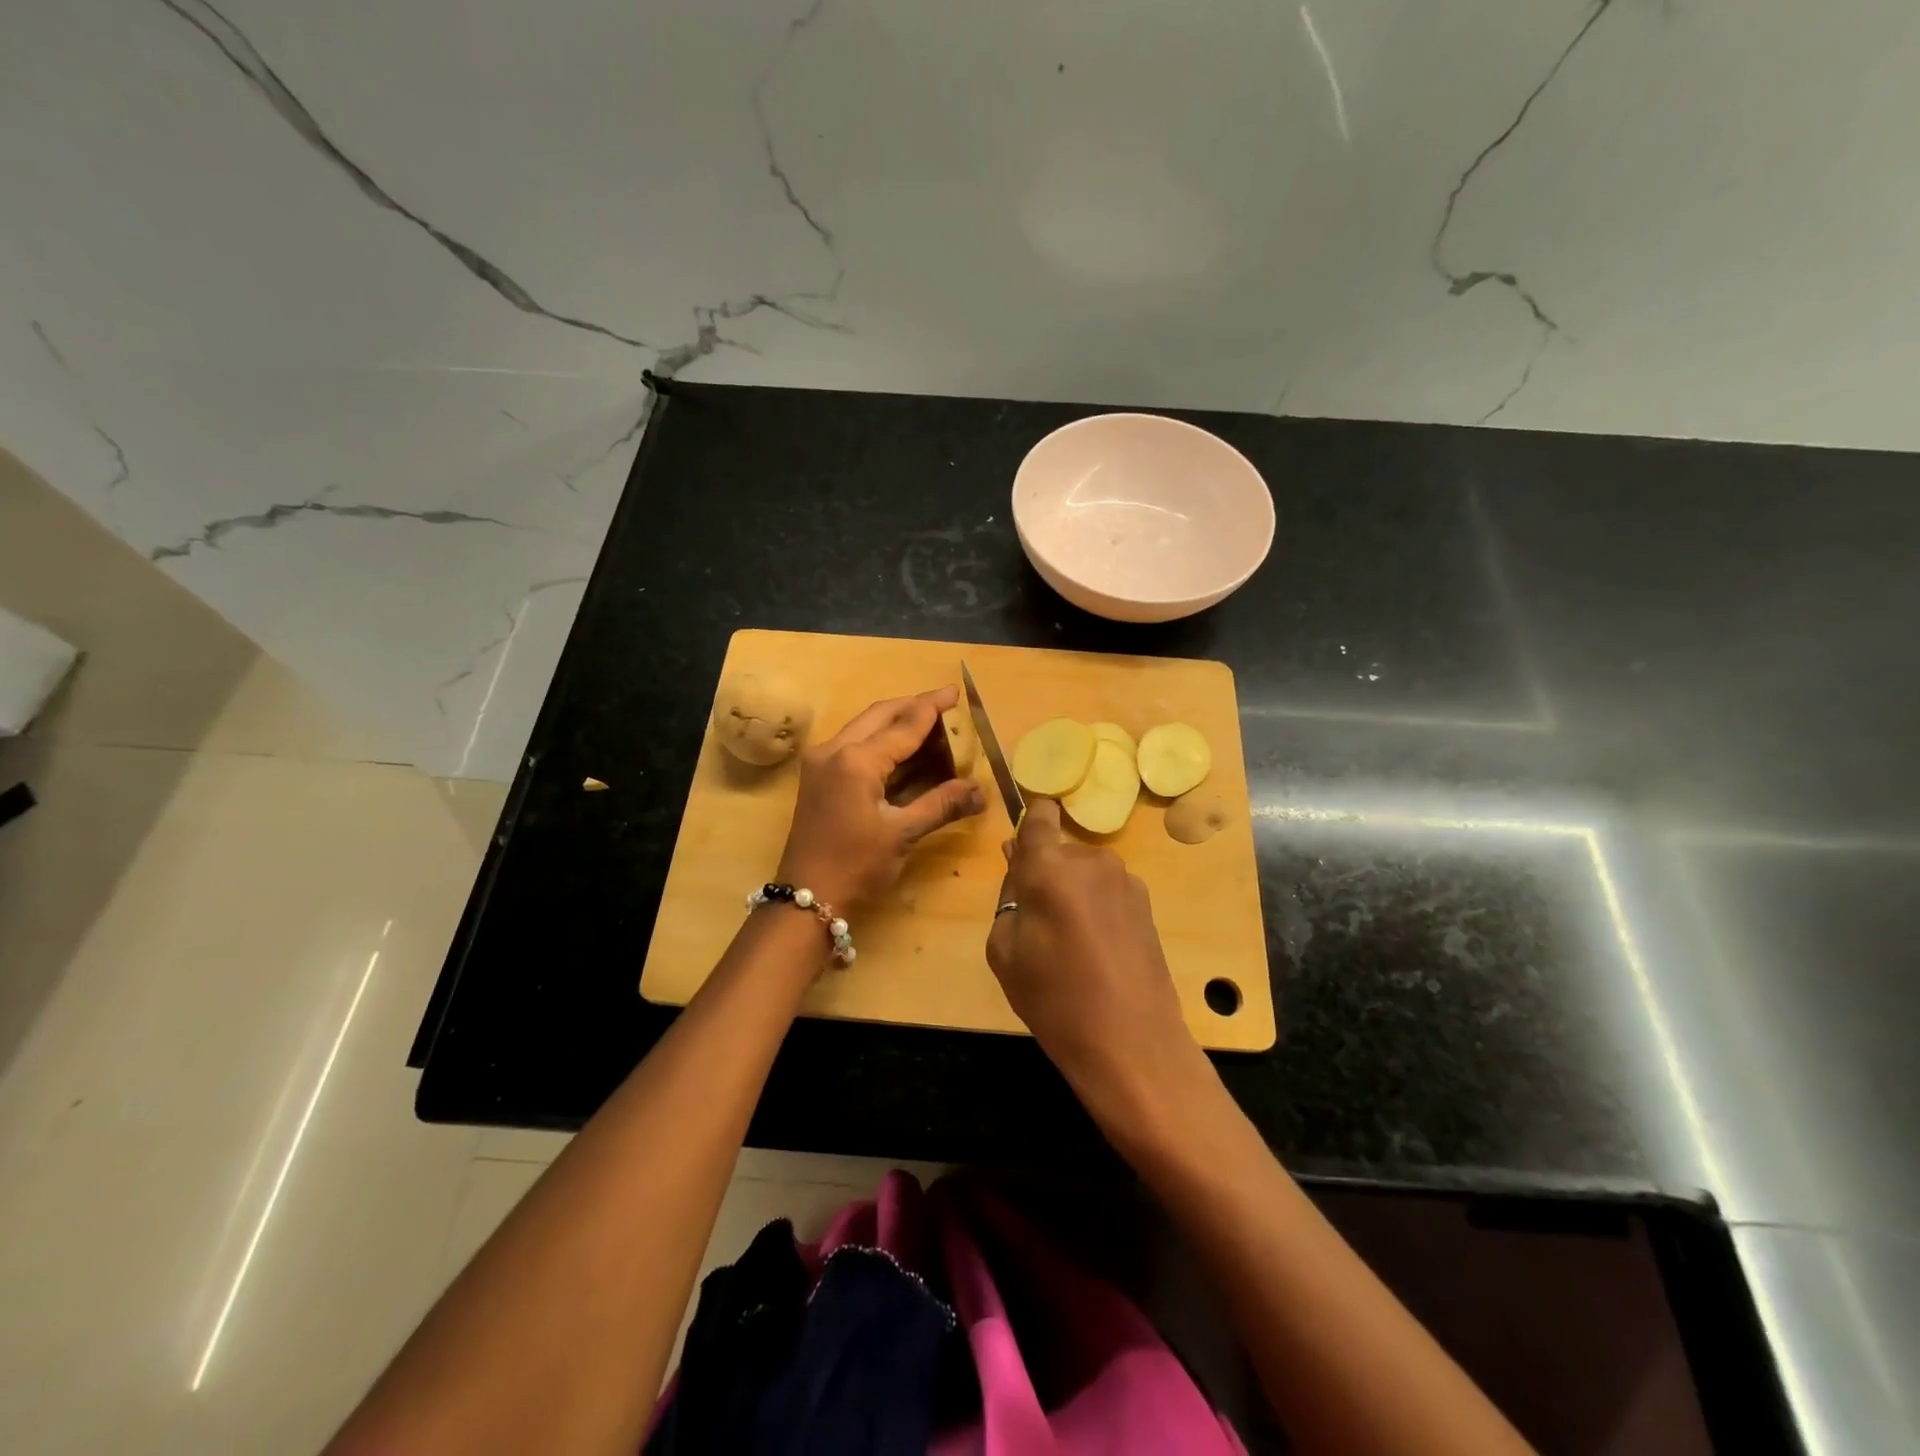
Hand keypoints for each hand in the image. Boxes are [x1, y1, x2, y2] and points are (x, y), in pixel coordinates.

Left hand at [776, 686, 984, 910]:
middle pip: (879, 715)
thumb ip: (941, 804)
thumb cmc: (856, 866)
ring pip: (864, 727)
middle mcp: (834, 750)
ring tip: (929, 722)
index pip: (903, 725)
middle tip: (944, 703)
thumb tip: (981, 791)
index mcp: (856, 760)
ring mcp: (821, 762)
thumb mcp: (902, 834)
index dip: (931, 708)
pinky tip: (903, 749)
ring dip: (895, 722)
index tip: (954, 692)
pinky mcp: (818, 777)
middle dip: (912, 707)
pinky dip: (880, 741)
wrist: (805, 899)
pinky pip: (853, 745)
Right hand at [985, 799, 1205, 1127]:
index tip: (1020, 850)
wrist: (1131, 1043)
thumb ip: (1009, 895)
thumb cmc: (1054, 999)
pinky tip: (1097, 952)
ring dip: (1072, 893)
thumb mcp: (1005, 950)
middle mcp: (1092, 861)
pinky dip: (1096, 909)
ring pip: (1084, 872)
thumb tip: (1018, 862)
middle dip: (1045, 874)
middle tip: (1036, 922)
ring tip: (1069, 944)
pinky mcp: (1147, 905)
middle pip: (1059, 851)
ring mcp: (1126, 881)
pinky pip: (1107, 892)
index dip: (1029, 823)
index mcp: (1051, 867)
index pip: (1040, 814)